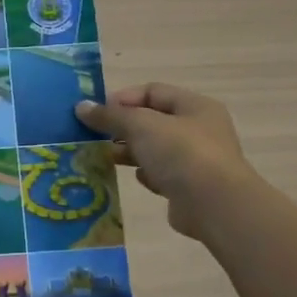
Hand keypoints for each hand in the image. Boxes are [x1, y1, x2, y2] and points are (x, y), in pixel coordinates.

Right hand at [77, 83, 252, 240]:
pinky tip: (136, 178)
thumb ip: (111, 115)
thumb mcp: (141, 126)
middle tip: (95, 136)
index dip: (123, 98)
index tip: (97, 112)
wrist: (214, 205)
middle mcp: (199, 129)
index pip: (153, 91)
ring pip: (155, 148)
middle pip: (153, 121)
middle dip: (123, 127)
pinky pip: (161, 174)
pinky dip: (146, 174)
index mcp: (194, 106)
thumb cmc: (180, 153)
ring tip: (105, 157)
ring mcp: (196, 159)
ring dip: (130, 152)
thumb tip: (81, 107)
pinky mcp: (189, 187)